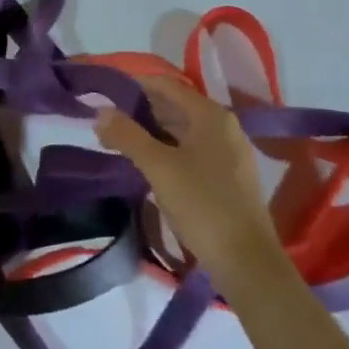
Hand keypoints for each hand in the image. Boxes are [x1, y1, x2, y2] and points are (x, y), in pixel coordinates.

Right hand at [95, 75, 283, 290]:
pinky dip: (168, 149)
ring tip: (120, 142)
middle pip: (175, 106)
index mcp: (211, 115)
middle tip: (107, 121)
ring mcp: (229, 152)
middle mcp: (224, 126)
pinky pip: (192, 150)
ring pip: (183, 130)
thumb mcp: (158, 168)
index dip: (135, 85)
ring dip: (152, 132)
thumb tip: (100, 112)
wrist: (247, 263)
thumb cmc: (203, 205)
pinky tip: (148, 164)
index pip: (166, 85)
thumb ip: (128, 135)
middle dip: (140, 110)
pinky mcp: (229, 177)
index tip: (106, 92)